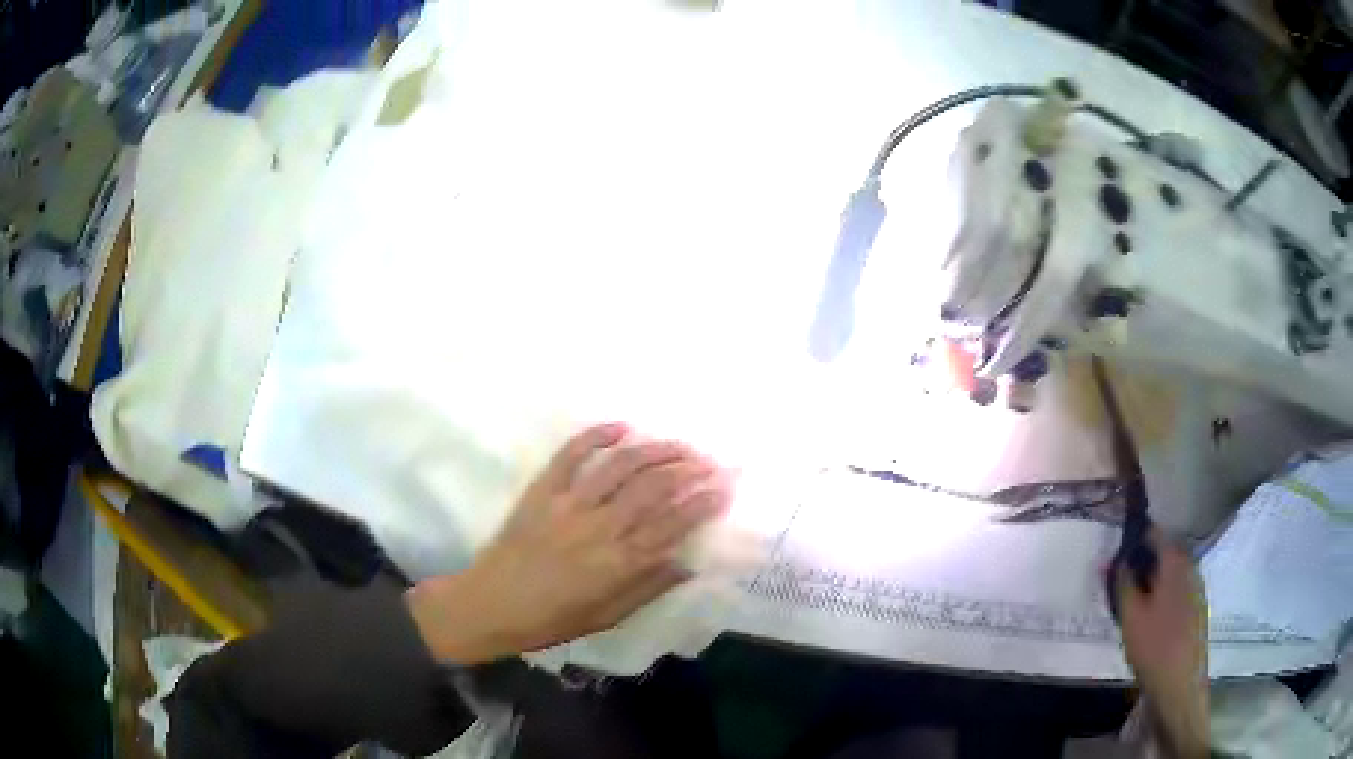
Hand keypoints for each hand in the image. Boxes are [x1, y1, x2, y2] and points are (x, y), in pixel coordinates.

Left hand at [407, 423, 730, 664]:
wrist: (489, 605)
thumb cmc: (550, 620)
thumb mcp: (607, 617)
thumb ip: (648, 588)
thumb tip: (688, 564)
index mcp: (618, 564)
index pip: (673, 524)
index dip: (703, 502)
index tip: (724, 488)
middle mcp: (599, 527)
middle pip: (653, 488)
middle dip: (688, 470)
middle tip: (710, 462)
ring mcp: (568, 504)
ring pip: (621, 466)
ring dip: (655, 450)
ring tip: (680, 444)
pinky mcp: (542, 491)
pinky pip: (571, 454)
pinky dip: (597, 435)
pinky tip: (622, 427)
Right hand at [1116, 528, 1208, 758]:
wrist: (1180, 683)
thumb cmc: (1154, 645)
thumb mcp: (1130, 616)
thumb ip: (1122, 583)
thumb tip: (1114, 559)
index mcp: (1175, 562)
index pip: (1156, 533)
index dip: (1137, 536)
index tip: (1118, 548)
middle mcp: (1191, 567)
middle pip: (1166, 553)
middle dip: (1144, 561)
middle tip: (1122, 579)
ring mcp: (1197, 588)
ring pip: (1172, 573)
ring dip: (1154, 579)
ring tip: (1133, 600)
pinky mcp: (1197, 608)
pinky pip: (1178, 589)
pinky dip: (1163, 594)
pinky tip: (1150, 616)